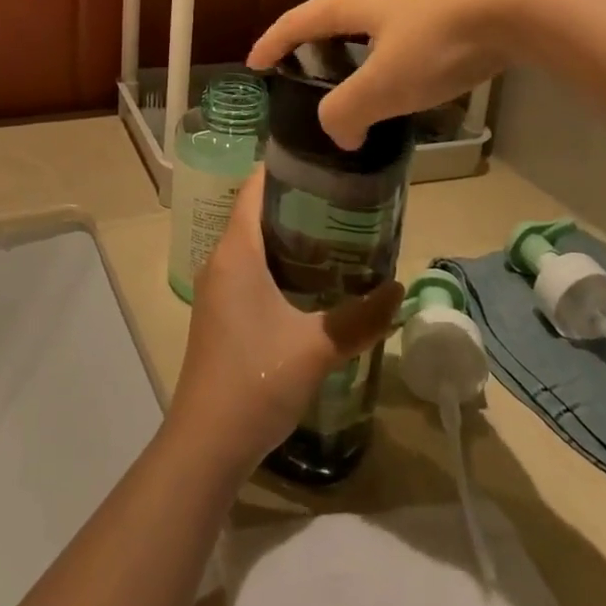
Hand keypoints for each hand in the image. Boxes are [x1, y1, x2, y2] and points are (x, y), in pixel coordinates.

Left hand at [167, 171, 402, 475]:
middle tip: (346, 199)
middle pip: (258, 213)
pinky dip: (281, 264)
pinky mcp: (222, 314)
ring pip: (255, 244)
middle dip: (299, 201)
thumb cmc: (255, 380)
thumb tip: (399, 290)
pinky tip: (315, 282)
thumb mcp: (317, 348)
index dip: (286, 167)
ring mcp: (218, 289)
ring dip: (291, 236)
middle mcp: (222, 261)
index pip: (256, 188)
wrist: (206, 445)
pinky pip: (252, 270)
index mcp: (236, 251)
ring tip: (338, 234)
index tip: (326, 161)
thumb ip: (361, 317)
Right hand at [246, 0, 549, 149]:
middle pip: (331, 16)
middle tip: (305, 75)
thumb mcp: (384, 85)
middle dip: (314, 45)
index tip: (253, 63)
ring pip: (371, 22)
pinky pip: (403, 28)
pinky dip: (390, 52)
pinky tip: (409, 71)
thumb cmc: (438, 38)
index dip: (271, 44)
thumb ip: (348, 111)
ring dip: (356, 50)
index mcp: (348, 1)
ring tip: (358, 79)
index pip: (295, 23)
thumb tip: (338, 133)